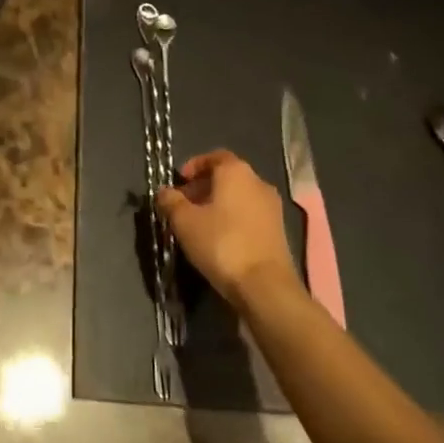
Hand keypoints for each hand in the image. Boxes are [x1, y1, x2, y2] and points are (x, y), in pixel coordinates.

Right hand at [157, 150, 300, 310]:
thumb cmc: (222, 244)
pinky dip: (233, 219)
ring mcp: (272, 207)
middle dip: (203, 187)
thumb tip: (164, 192)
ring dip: (218, 204)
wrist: (265, 286)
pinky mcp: (279, 231)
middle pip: (227, 176)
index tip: (180, 181)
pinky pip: (250, 214)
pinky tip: (220, 239)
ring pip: (239, 196)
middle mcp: (258, 182)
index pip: (214, 156)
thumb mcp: (185, 222)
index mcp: (236, 172)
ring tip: (199, 225)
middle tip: (184, 205)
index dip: (194, 165)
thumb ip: (171, 201)